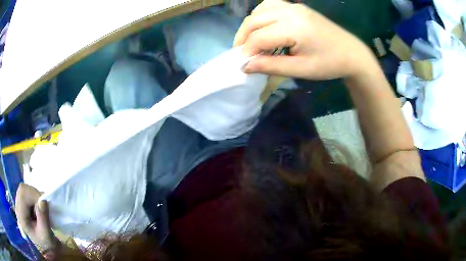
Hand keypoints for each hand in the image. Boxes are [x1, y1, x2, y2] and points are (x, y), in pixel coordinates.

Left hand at [15, 184, 58, 252]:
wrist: (46, 250)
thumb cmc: (46, 245)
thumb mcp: (46, 235)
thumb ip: (43, 219)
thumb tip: (43, 200)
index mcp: (20, 216)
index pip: (22, 194)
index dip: (33, 194)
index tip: (45, 203)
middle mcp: (17, 207)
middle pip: (22, 189)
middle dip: (34, 194)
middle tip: (44, 205)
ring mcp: (19, 205)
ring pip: (25, 189)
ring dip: (34, 196)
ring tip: (41, 208)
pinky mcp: (22, 205)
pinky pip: (27, 193)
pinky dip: (34, 197)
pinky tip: (38, 207)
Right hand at [233, 0, 376, 79]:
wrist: (352, 53)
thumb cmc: (329, 64)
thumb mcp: (301, 69)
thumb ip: (271, 66)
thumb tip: (245, 66)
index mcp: (294, 27)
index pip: (259, 37)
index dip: (246, 52)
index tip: (242, 65)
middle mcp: (291, 11)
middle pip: (254, 20)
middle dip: (243, 38)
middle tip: (241, 54)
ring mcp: (294, 6)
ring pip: (259, 10)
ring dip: (250, 25)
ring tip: (250, 42)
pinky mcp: (297, 6)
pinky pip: (270, 5)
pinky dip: (261, 15)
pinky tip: (263, 26)